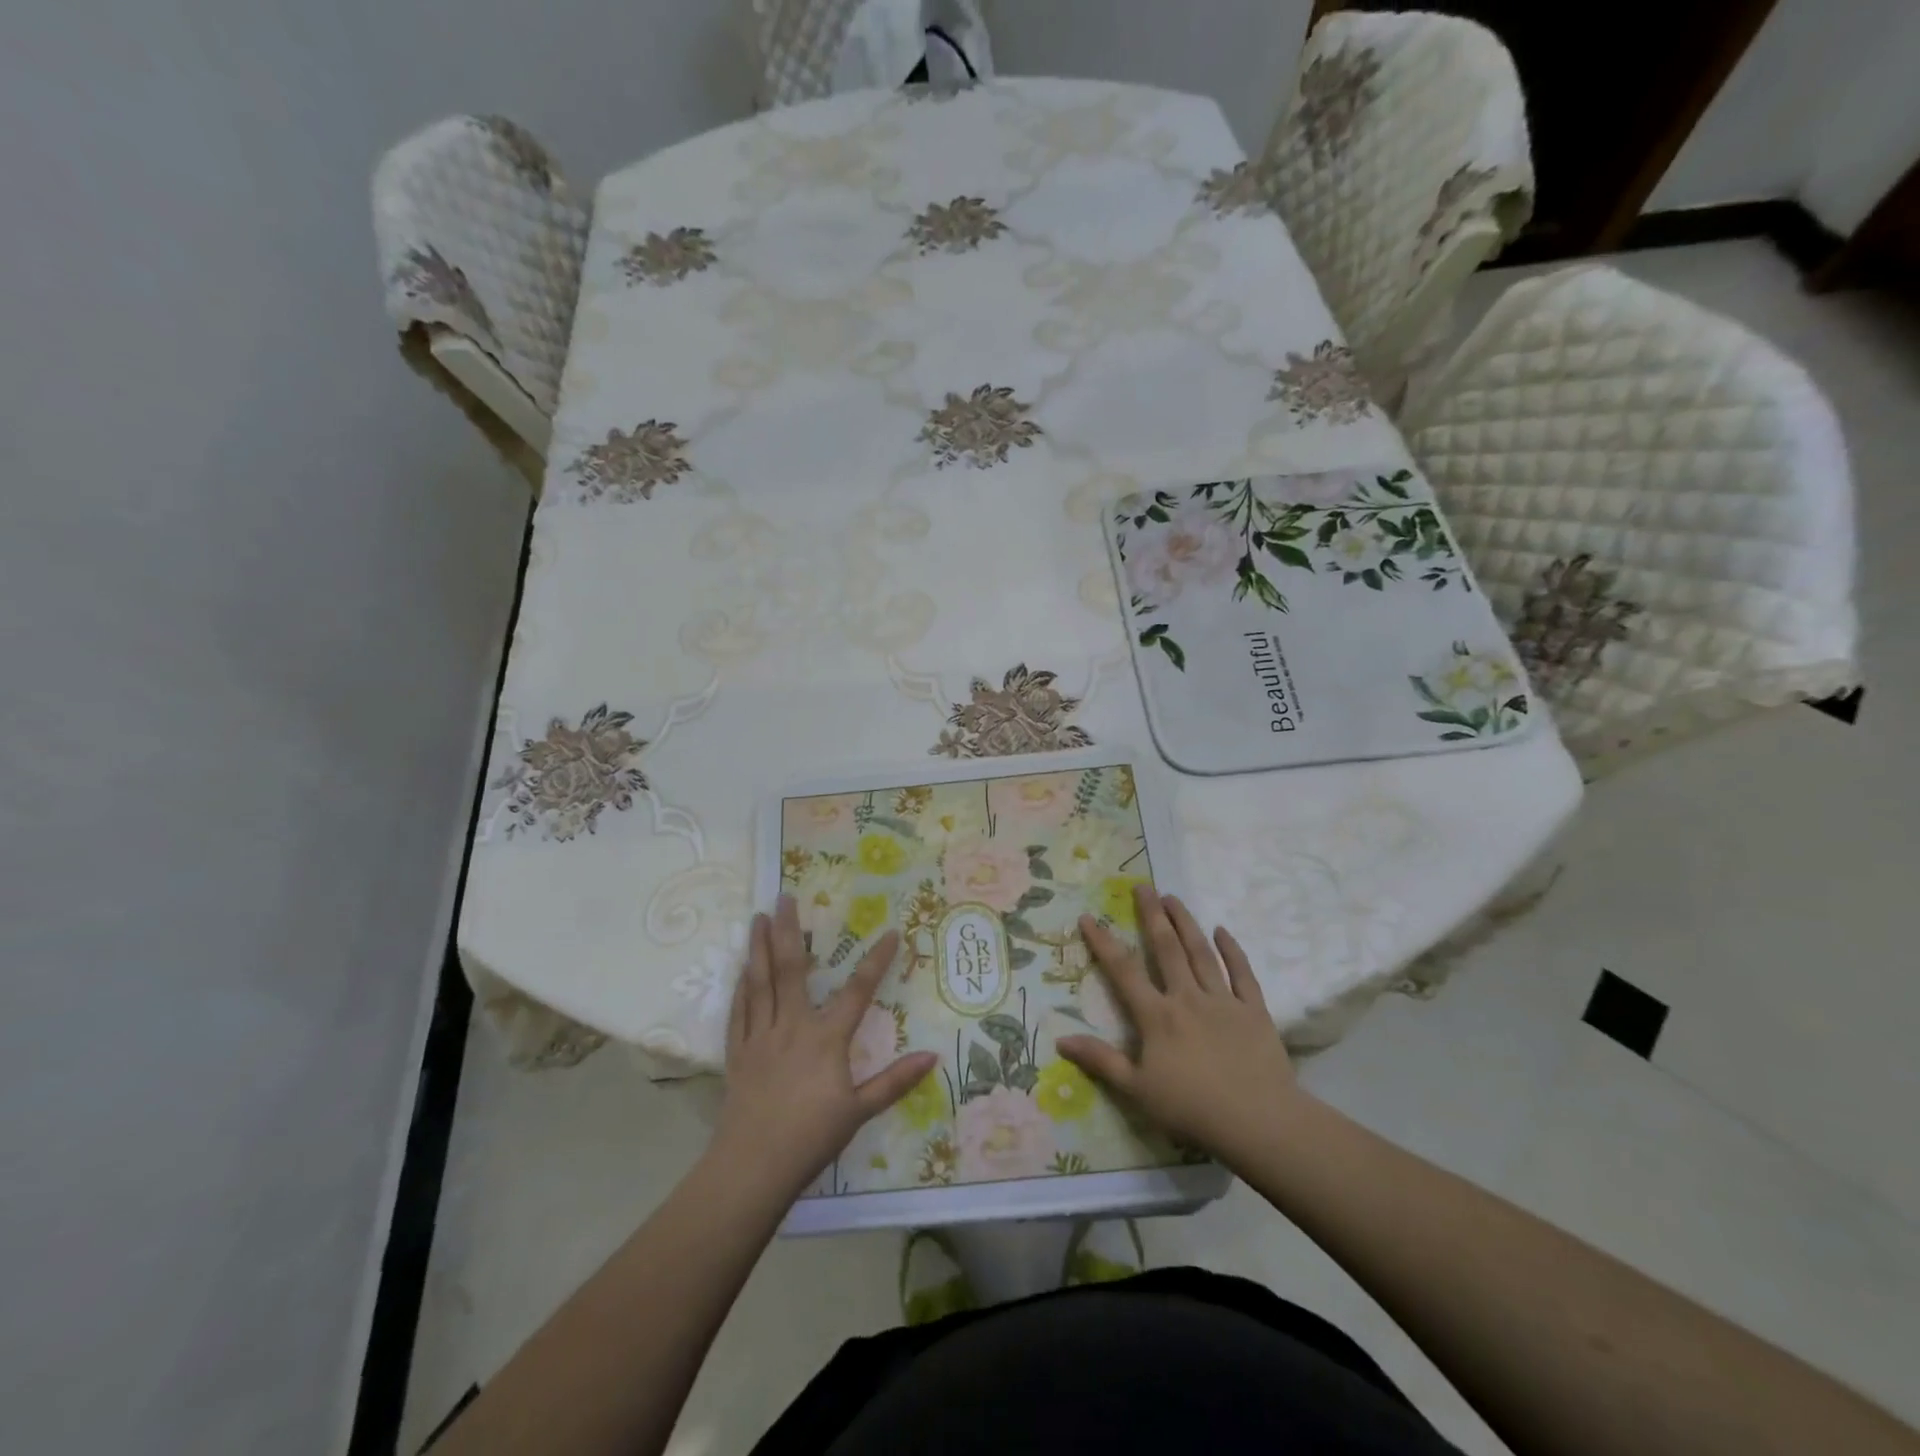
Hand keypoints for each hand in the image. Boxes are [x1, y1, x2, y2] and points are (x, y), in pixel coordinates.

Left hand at [711, 895, 937, 1201]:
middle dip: (789, 930)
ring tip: (756, 918)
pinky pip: (739, 1011)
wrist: (753, 1167)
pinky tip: (741, 969)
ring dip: (759, 947)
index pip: (858, 991)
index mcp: (826, 1038)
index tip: (890, 932)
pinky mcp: (738, 1052)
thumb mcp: (859, 1111)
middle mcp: (792, 1026)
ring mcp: (761, 1036)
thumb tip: (932, 1057)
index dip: (877, 960)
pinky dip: (741, 986)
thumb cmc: (811, 1138)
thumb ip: (894, 1081)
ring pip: (760, 982)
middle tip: (784, 896)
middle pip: (791, 969)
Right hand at [1057, 885, 1303, 1170]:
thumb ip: (1101, 1060)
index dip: (1103, 943)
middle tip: (1143, 886)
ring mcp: (1223, 1001)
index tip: (1088, 917)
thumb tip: (1061, 1038)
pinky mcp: (1254, 1010)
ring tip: (1173, 898)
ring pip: (1201, 953)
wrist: (1259, 1121)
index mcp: (1157, 1016)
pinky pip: (1242, 973)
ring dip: (1186, 923)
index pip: (1123, 971)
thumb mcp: (1137, 1090)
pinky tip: (1222, 931)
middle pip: (1167, 948)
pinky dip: (1232, 950)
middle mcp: (1187, 997)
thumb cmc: (1192, 1108)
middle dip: (1151, 915)